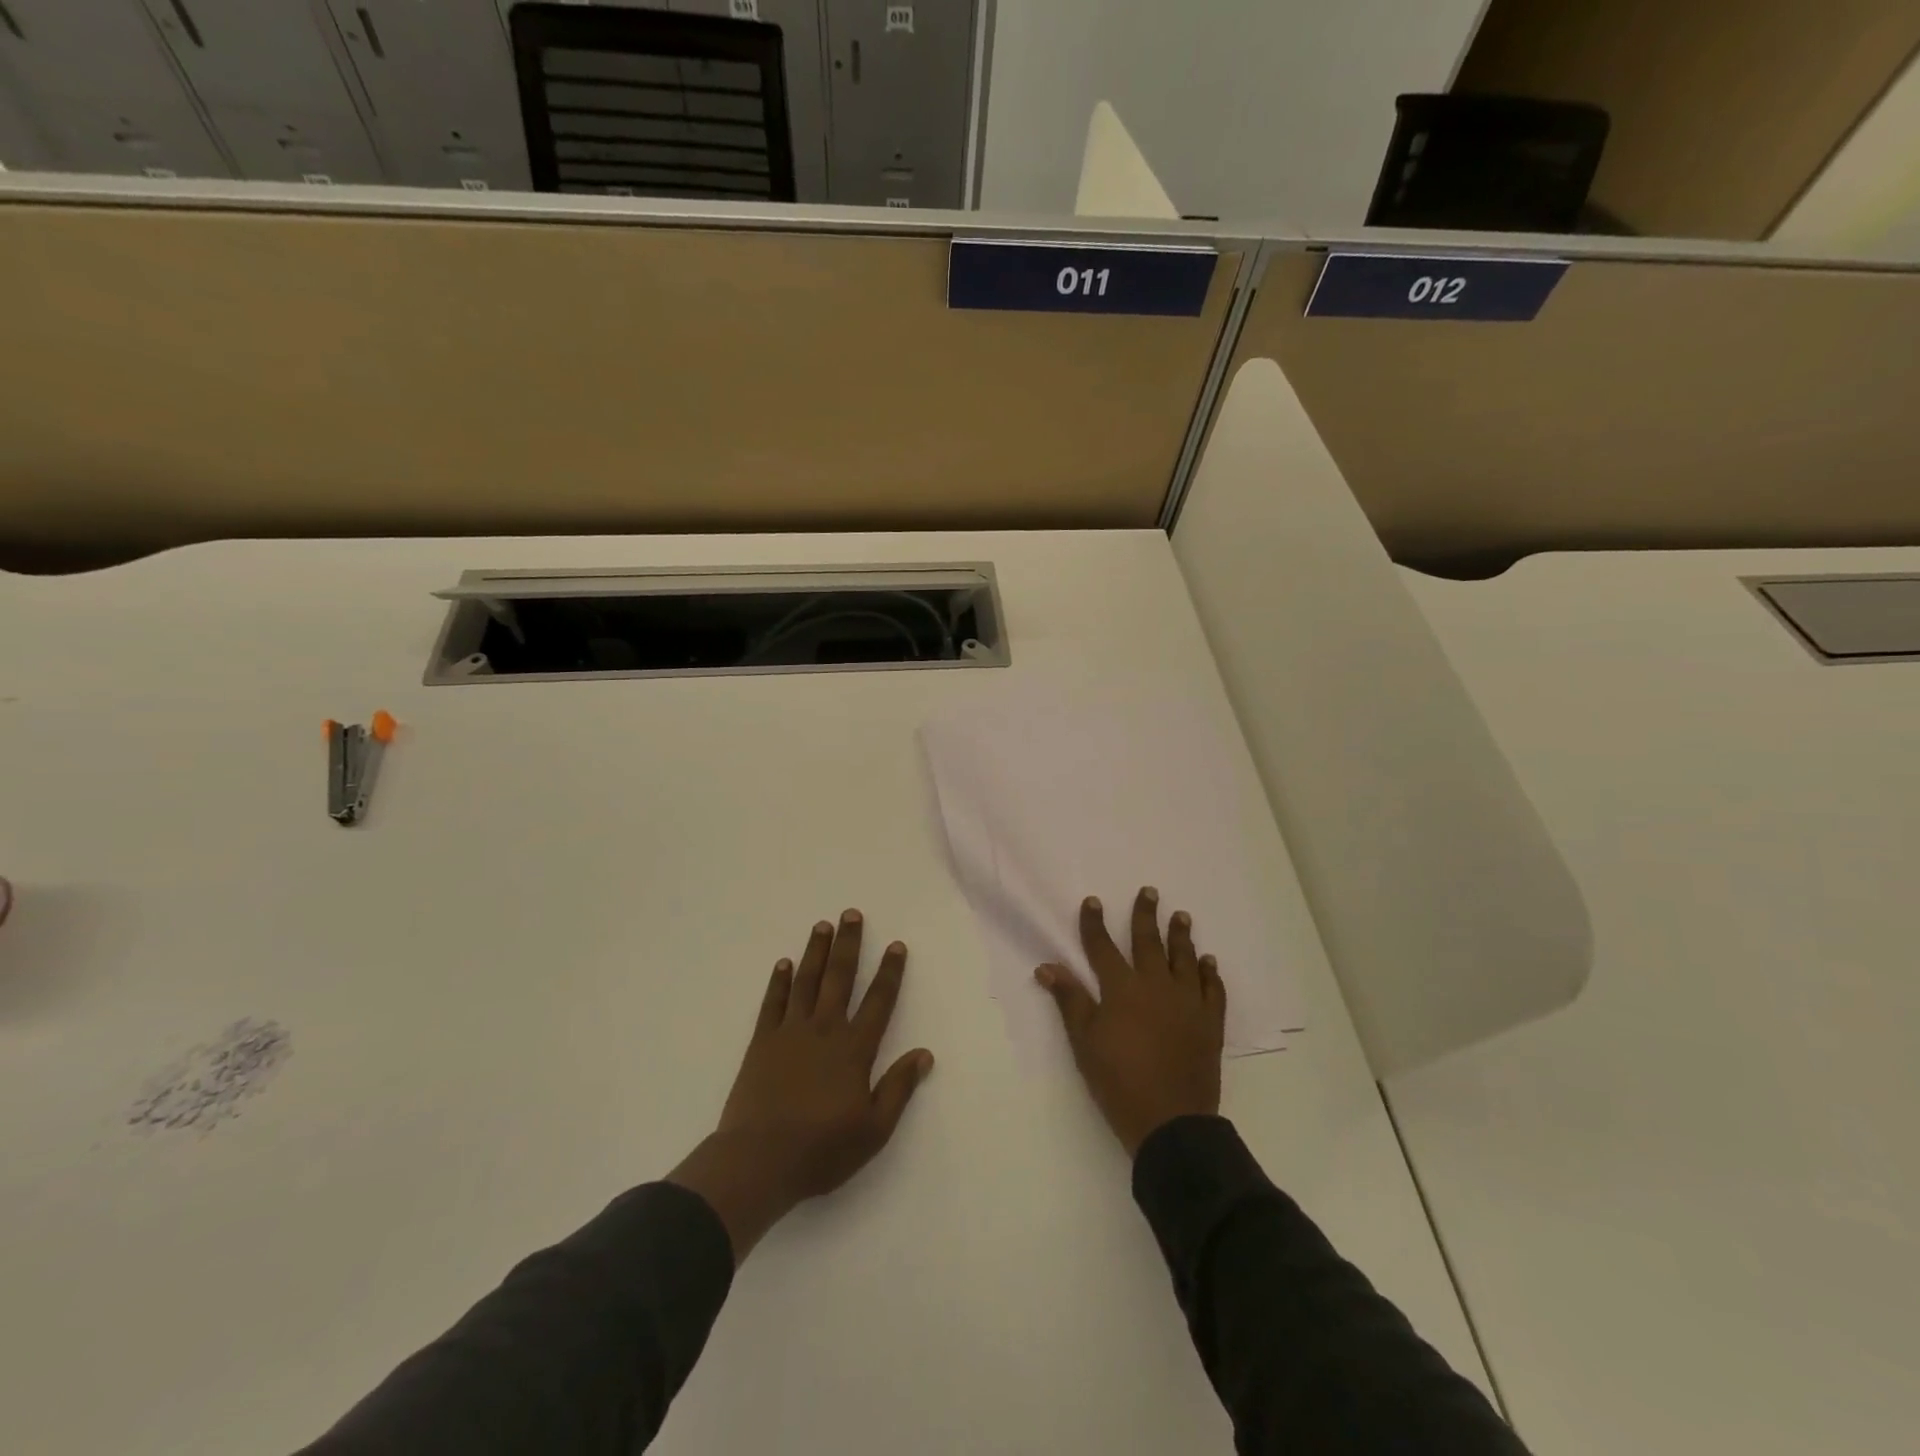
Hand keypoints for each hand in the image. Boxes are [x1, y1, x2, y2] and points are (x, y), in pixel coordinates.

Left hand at [668, 910, 933, 1261]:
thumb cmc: (821, 1149)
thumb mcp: (874, 1129)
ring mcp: (790, 1032)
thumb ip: (899, 1088)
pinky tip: (784, 963)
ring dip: (816, 951)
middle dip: (849, 944)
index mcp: (854, 1049)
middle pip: (840, 978)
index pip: (879, 1001)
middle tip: (851, 914)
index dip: (890, 972)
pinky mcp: (762, 1042)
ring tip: (823, 925)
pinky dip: (779, 981)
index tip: (896, 945)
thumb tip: (925, 1054)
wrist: (759, 1160)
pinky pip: (773, 1003)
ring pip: (806, 981)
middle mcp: (824, 1029)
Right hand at [1035, 888, 1225, 1156]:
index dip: (1095, 924)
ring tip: (1181, 916)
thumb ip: (1070, 1000)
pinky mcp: (1210, 1022)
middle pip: (1148, 942)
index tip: (1093, 901)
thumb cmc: (1119, 1080)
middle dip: (1146, 915)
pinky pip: (1213, 990)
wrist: (1170, 1121)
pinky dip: (1210, 973)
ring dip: (1181, 936)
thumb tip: (1046, 967)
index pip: (1103, 948)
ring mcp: (1187, 1002)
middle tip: (1150, 891)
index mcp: (1122, 989)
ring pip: (1184, 959)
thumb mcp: (1085, 1042)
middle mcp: (1156, 986)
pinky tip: (1209, 962)